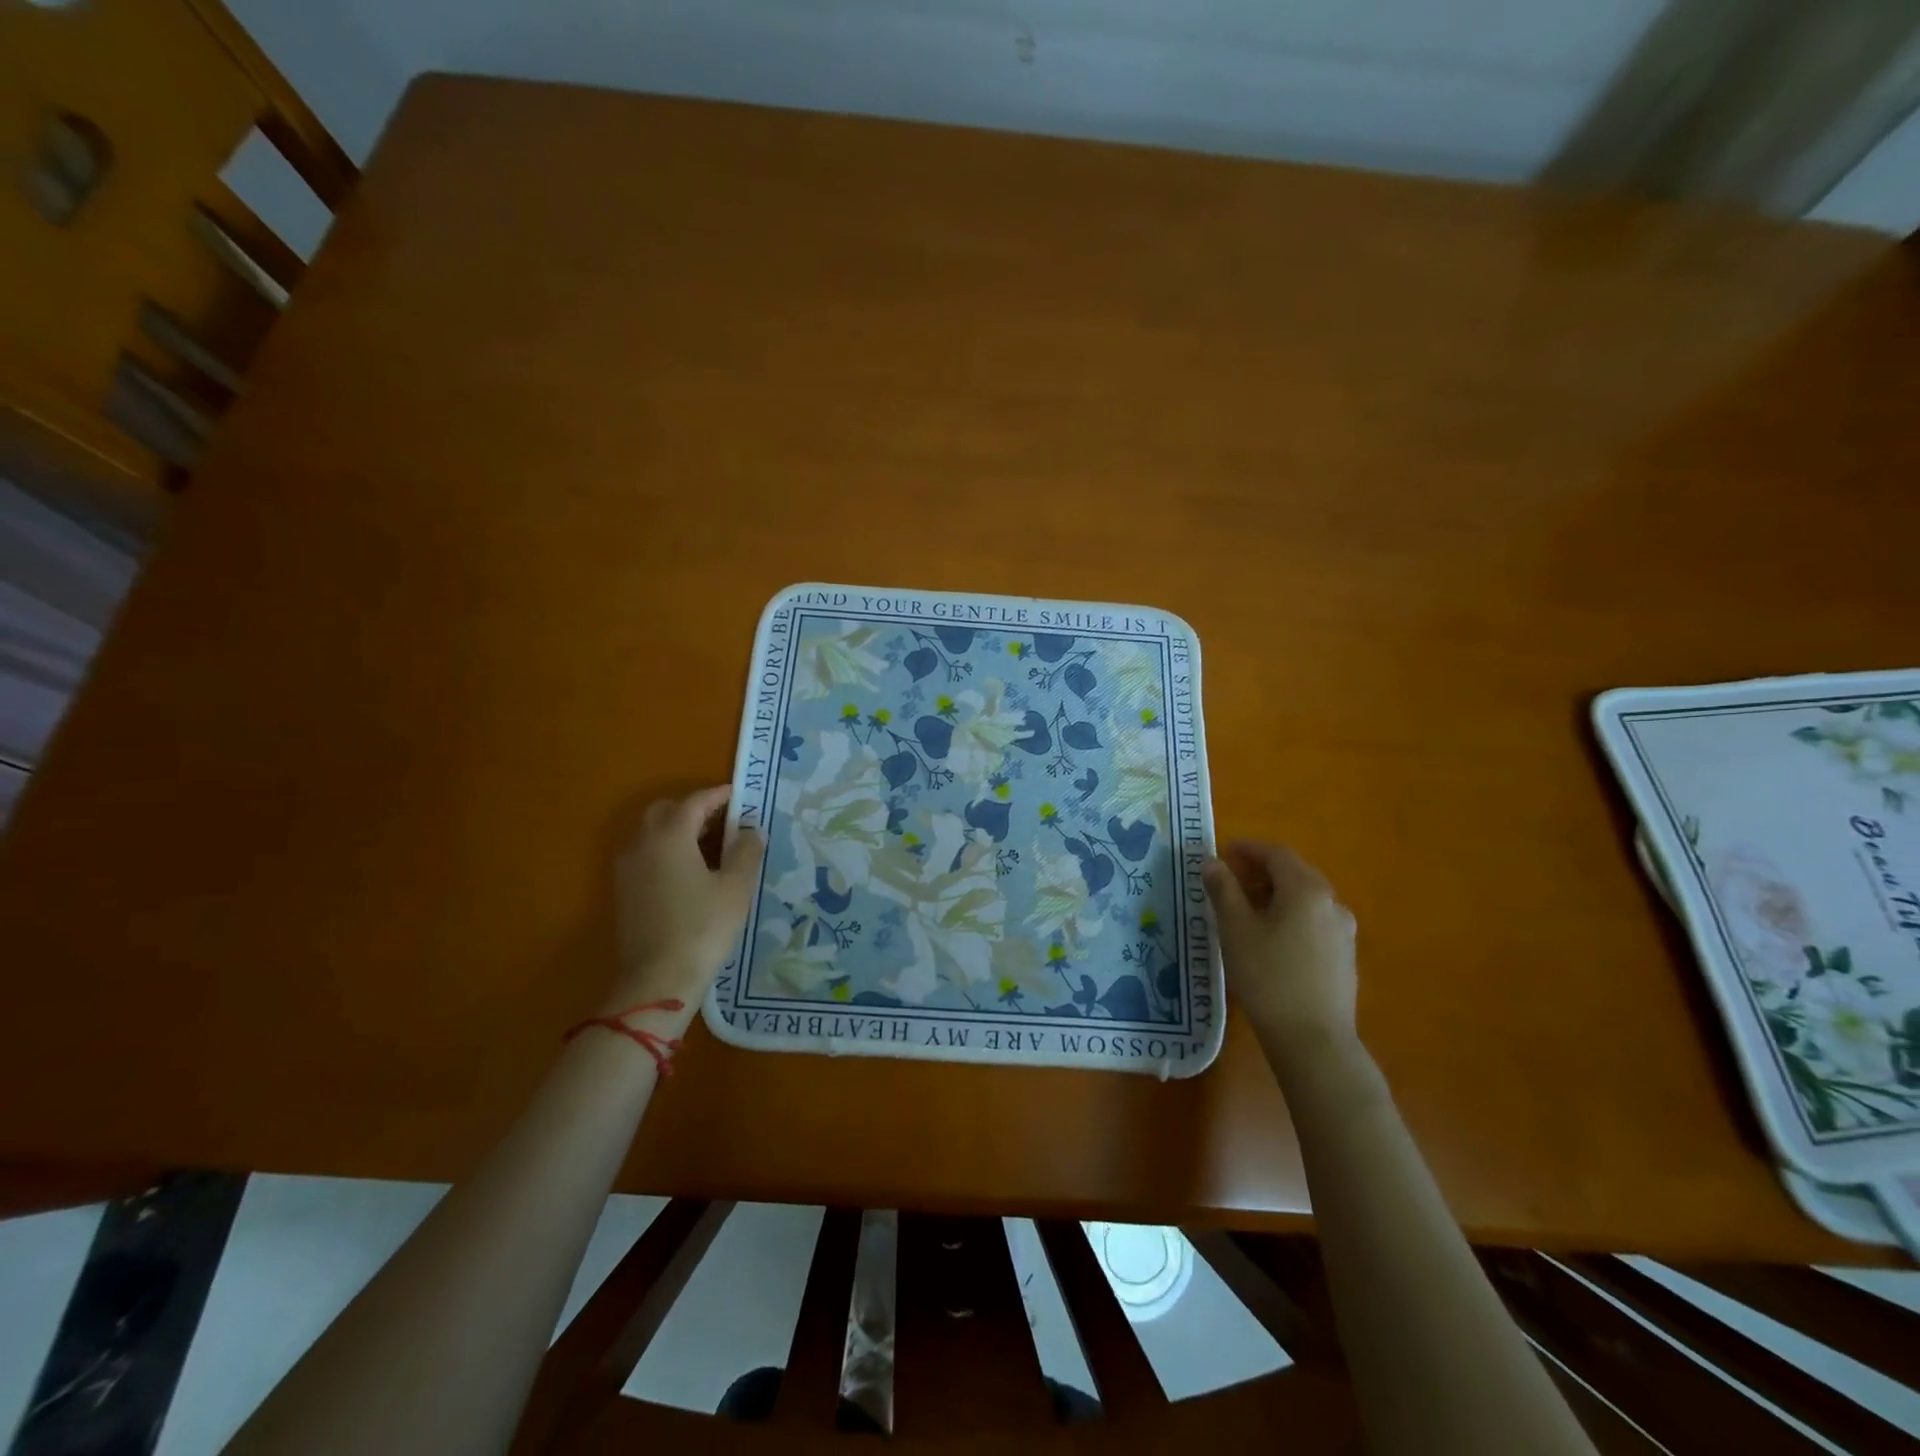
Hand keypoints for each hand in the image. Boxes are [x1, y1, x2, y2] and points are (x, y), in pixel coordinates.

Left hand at [610, 786, 762, 1018]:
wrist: (658, 979)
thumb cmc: (702, 927)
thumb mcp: (736, 888)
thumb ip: (746, 852)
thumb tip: (752, 830)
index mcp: (670, 836)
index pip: (694, 802)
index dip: (718, 795)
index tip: (739, 794)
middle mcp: (643, 844)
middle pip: (665, 811)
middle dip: (693, 808)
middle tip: (723, 819)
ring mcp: (628, 868)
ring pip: (651, 833)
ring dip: (678, 829)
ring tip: (710, 844)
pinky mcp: (624, 891)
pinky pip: (646, 854)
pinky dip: (667, 849)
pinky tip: (690, 870)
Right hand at [1203, 841, 1357, 1059]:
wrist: (1314, 1040)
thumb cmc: (1268, 977)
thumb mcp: (1235, 929)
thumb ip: (1223, 890)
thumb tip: (1212, 862)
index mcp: (1306, 889)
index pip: (1276, 854)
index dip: (1248, 848)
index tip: (1223, 852)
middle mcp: (1331, 903)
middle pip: (1295, 873)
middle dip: (1262, 869)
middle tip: (1231, 878)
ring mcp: (1343, 931)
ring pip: (1306, 898)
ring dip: (1276, 893)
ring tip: (1247, 908)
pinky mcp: (1344, 956)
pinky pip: (1314, 920)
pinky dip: (1290, 914)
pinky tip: (1271, 936)